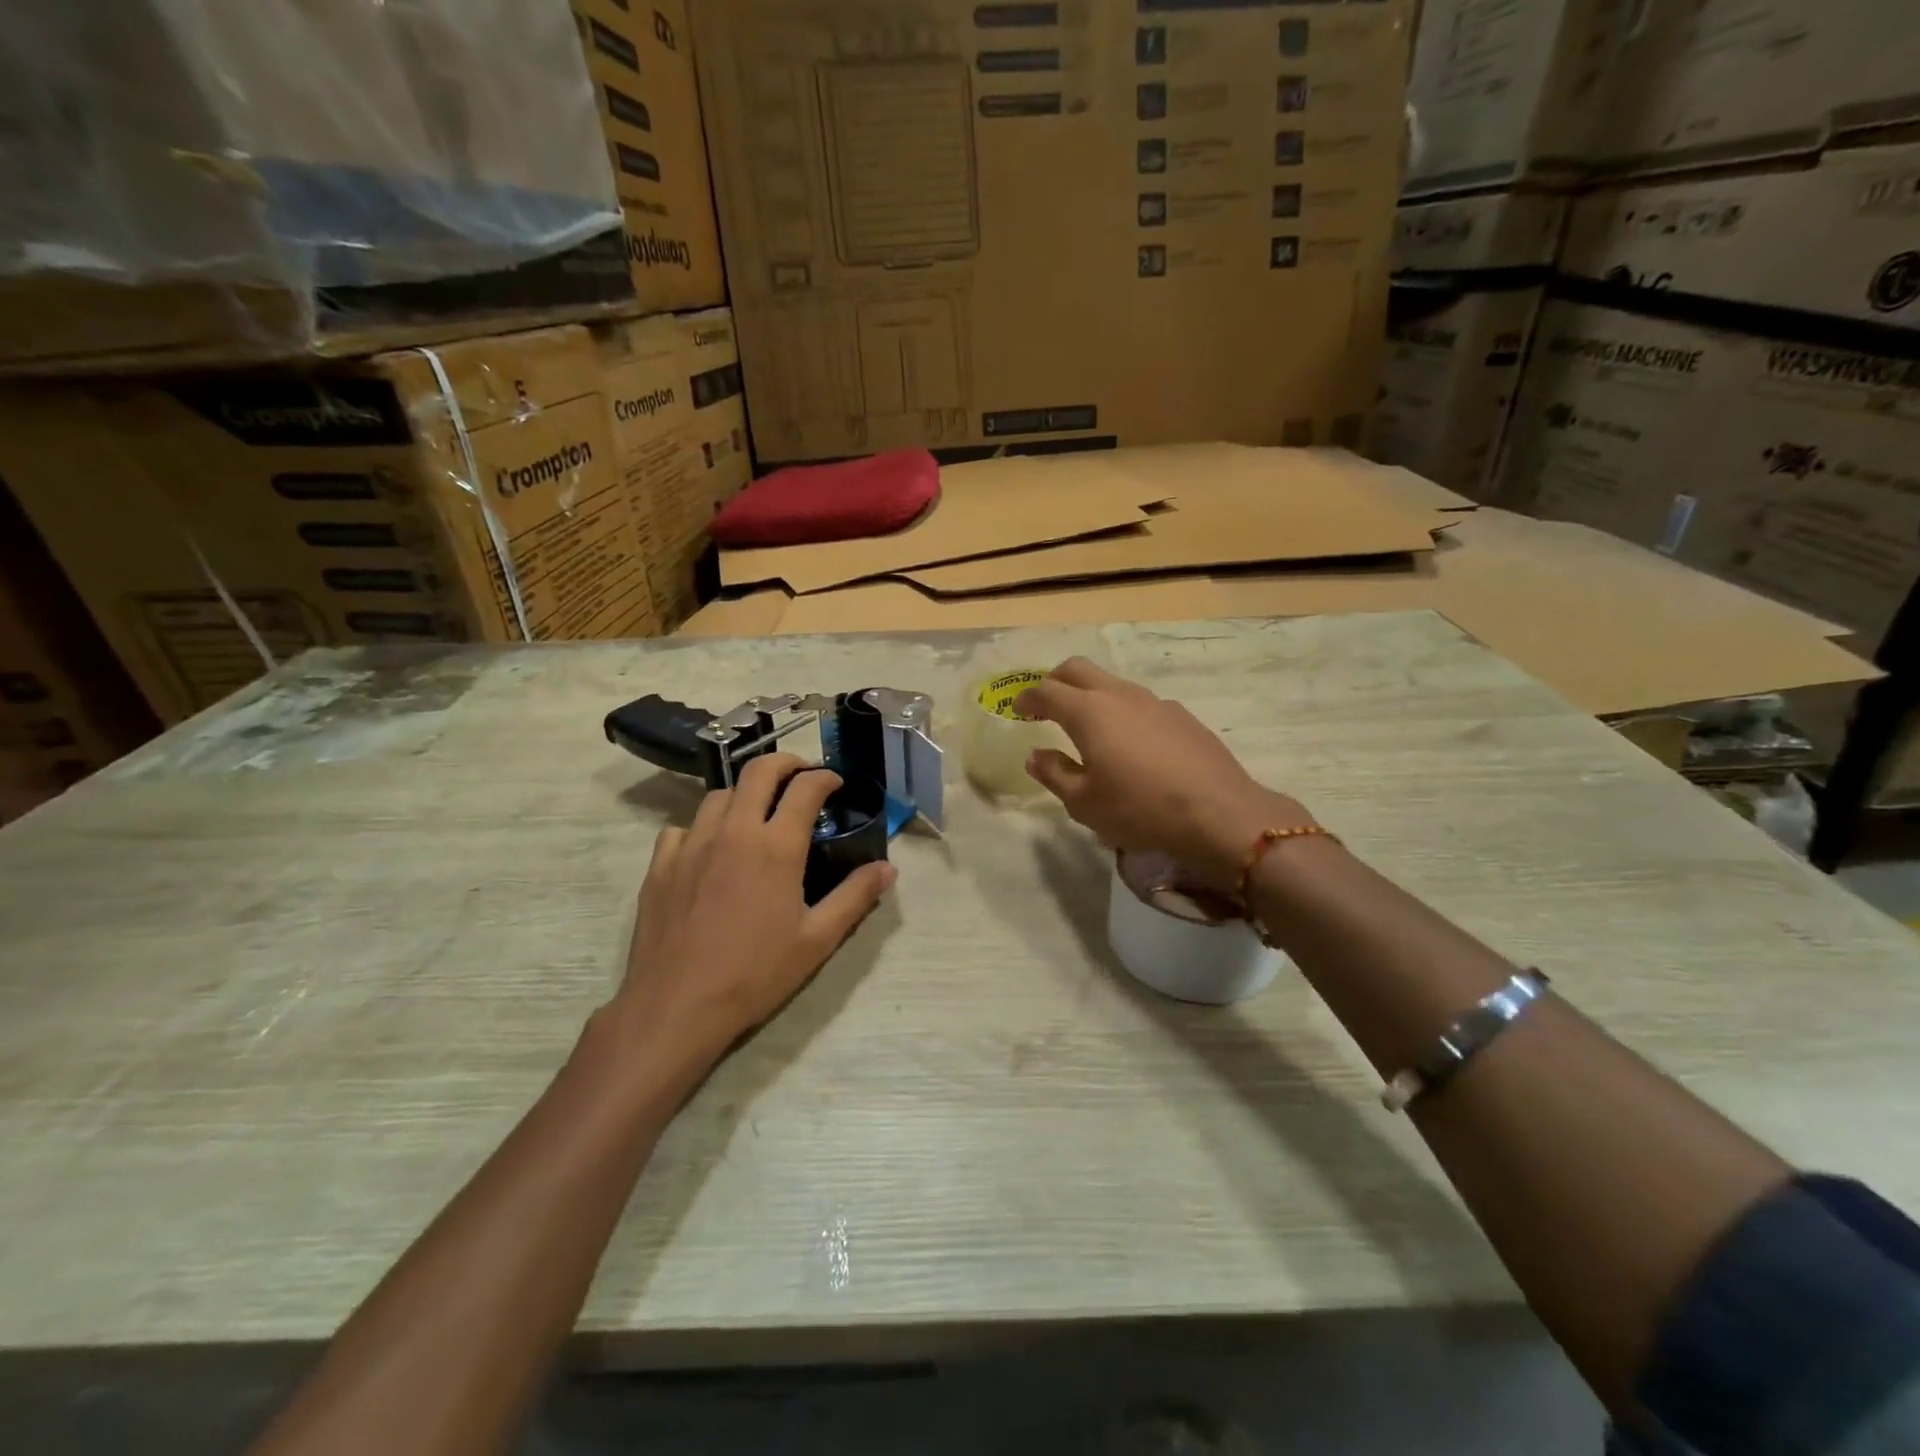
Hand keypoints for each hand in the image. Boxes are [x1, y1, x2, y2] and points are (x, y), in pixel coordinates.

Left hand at [610, 753, 895, 1070]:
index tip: (835, 783)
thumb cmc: (755, 974)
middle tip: (800, 776)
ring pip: (719, 795)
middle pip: (758, 771)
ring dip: (744, 794)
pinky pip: (682, 828)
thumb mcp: (817, 940)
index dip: (825, 777)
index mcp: (776, 847)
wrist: (676, 1006)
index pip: (805, 788)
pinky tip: (709, 849)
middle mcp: (734, 832)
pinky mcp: (661, 864)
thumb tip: (887, 868)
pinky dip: (702, 827)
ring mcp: (692, 844)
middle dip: (785, 764)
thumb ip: (855, 897)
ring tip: (756, 813)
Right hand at [1016, 658, 1314, 892]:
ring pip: (1112, 683)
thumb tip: (1035, 755)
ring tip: (1088, 725)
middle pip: (1078, 669)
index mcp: (1088, 712)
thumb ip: (1054, 773)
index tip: (1018, 708)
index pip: (1047, 691)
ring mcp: (1154, 701)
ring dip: (1091, 695)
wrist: (1218, 813)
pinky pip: (1140, 702)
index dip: (1027, 697)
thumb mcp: (1084, 802)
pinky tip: (1130, 742)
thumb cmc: (1139, 809)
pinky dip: (1122, 711)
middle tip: (1046, 703)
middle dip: (1055, 680)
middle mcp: (1119, 695)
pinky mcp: (1181, 715)